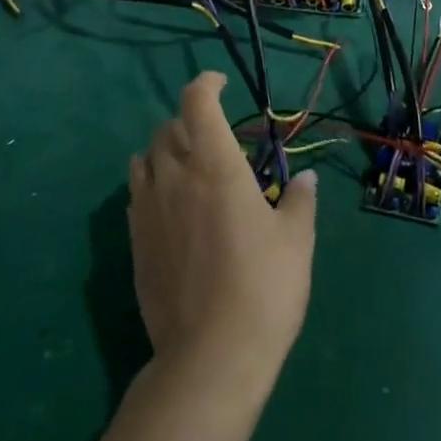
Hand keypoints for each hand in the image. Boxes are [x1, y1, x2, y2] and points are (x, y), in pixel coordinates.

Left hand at [128, 72, 316, 393]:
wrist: (211, 357)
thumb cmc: (263, 287)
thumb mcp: (296, 239)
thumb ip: (300, 200)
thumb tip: (306, 178)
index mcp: (215, 165)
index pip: (197, 101)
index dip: (206, 83)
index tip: (221, 85)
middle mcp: (175, 177)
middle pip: (168, 127)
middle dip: (189, 121)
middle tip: (213, 137)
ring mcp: (149, 210)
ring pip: (145, 158)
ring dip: (165, 150)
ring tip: (188, 166)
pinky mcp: (135, 243)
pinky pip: (136, 194)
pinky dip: (151, 184)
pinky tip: (171, 205)